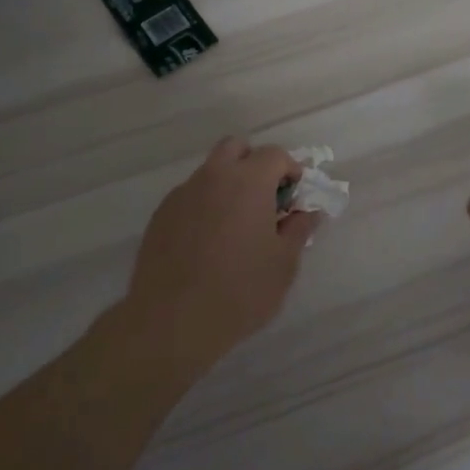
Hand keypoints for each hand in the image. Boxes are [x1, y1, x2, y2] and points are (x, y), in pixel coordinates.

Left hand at [127, 138, 321, 357]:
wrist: (173, 321)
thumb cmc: (240, 290)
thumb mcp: (284, 263)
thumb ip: (298, 229)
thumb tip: (309, 212)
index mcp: (248, 181)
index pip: (275, 155)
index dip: (291, 170)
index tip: (295, 197)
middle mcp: (212, 177)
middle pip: (235, 148)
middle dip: (254, 163)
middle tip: (266, 199)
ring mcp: (182, 195)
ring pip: (210, 172)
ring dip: (228, 185)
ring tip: (236, 227)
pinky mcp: (160, 216)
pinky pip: (190, 197)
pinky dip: (205, 206)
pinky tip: (208, 243)